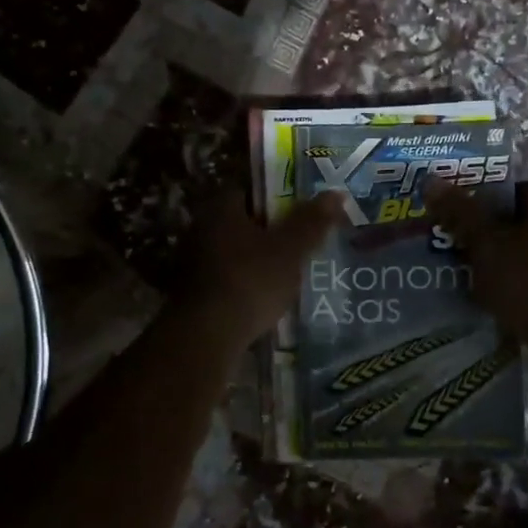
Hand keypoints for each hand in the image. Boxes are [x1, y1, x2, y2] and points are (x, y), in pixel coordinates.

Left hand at [170, 191, 342, 350]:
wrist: (205, 337)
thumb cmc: (249, 282)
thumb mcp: (289, 251)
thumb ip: (310, 222)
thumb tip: (334, 193)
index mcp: (220, 210)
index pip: (250, 190)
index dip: (277, 196)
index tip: (301, 209)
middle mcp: (200, 229)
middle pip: (242, 222)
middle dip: (269, 231)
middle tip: (300, 242)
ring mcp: (192, 263)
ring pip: (235, 253)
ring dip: (257, 260)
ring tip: (289, 272)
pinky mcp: (193, 294)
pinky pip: (227, 279)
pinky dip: (246, 284)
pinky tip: (266, 298)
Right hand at [427, 181, 527, 354]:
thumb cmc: (527, 281)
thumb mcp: (485, 244)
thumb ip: (460, 212)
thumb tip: (431, 180)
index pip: (515, 190)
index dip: (485, 199)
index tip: (461, 215)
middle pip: (525, 220)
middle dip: (495, 231)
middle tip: (464, 245)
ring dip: (510, 258)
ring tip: (479, 273)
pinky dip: (525, 281)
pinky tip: (504, 296)